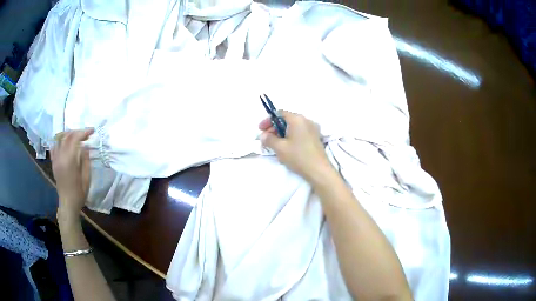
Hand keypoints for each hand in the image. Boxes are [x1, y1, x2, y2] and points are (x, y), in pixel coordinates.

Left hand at [51, 129, 93, 220]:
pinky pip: (54, 146)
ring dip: (69, 134)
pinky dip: (60, 141)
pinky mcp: (53, 162)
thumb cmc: (79, 193)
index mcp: (69, 161)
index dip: (84, 132)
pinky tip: (65, 143)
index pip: (75, 138)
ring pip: (60, 138)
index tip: (92, 131)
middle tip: (86, 134)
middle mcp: (60, 157)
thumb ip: (85, 160)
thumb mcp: (86, 178)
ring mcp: (56, 159)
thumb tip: (85, 146)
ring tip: (76, 136)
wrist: (68, 204)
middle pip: (67, 136)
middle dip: (77, 132)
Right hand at [259, 111, 333, 183]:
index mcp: (297, 119)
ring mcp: (313, 129)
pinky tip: (286, 148)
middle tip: (266, 139)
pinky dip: (291, 137)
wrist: (319, 170)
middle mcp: (306, 120)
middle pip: (287, 120)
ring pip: (293, 127)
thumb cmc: (298, 157)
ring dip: (282, 133)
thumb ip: (269, 139)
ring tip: (275, 145)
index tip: (261, 130)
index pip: (279, 113)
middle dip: (274, 128)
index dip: (268, 120)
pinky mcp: (315, 137)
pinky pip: (300, 133)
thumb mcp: (280, 148)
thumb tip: (263, 135)